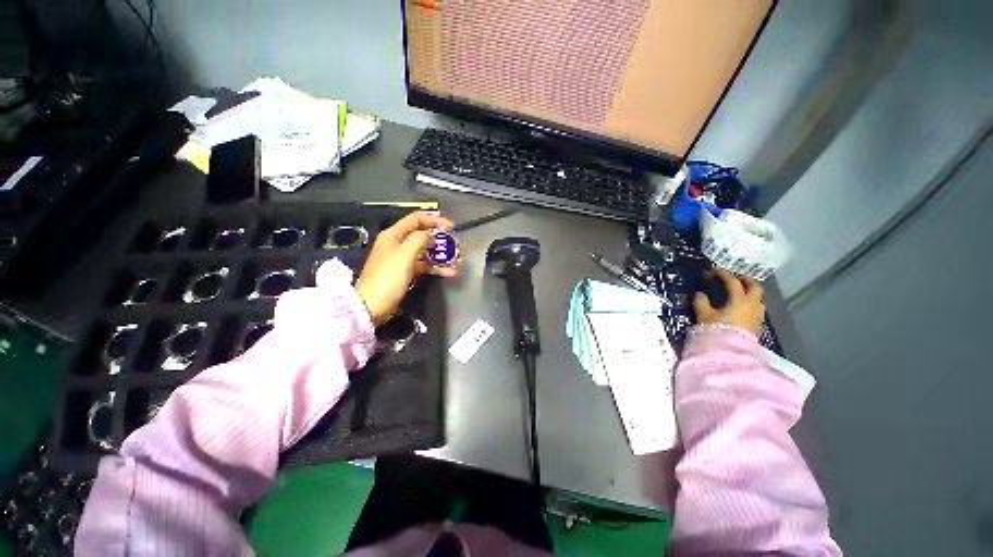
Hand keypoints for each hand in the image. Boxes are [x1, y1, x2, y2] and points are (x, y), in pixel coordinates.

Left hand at [355, 211, 456, 323]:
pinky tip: (450, 272)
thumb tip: (431, 235)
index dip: (435, 220)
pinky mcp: (406, 273)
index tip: (451, 226)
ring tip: (457, 259)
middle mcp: (397, 244)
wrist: (372, 305)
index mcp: (394, 235)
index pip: (416, 219)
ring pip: (425, 252)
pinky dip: (436, 268)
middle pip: (422, 235)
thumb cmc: (388, 277)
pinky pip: (424, 266)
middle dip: (440, 239)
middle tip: (455, 244)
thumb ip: (420, 239)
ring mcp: (402, 259)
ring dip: (441, 255)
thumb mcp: (405, 254)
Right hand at [693, 268, 764, 335]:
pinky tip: (741, 307)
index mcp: (739, 300)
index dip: (722, 274)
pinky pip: (756, 308)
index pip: (733, 282)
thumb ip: (701, 302)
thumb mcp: (704, 315)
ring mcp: (757, 315)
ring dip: (750, 292)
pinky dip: (750, 303)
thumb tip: (699, 294)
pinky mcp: (757, 325)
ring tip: (739, 292)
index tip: (713, 269)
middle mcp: (752, 305)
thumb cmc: (717, 331)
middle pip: (754, 287)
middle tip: (734, 277)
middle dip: (744, 280)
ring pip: (758, 298)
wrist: (731, 353)